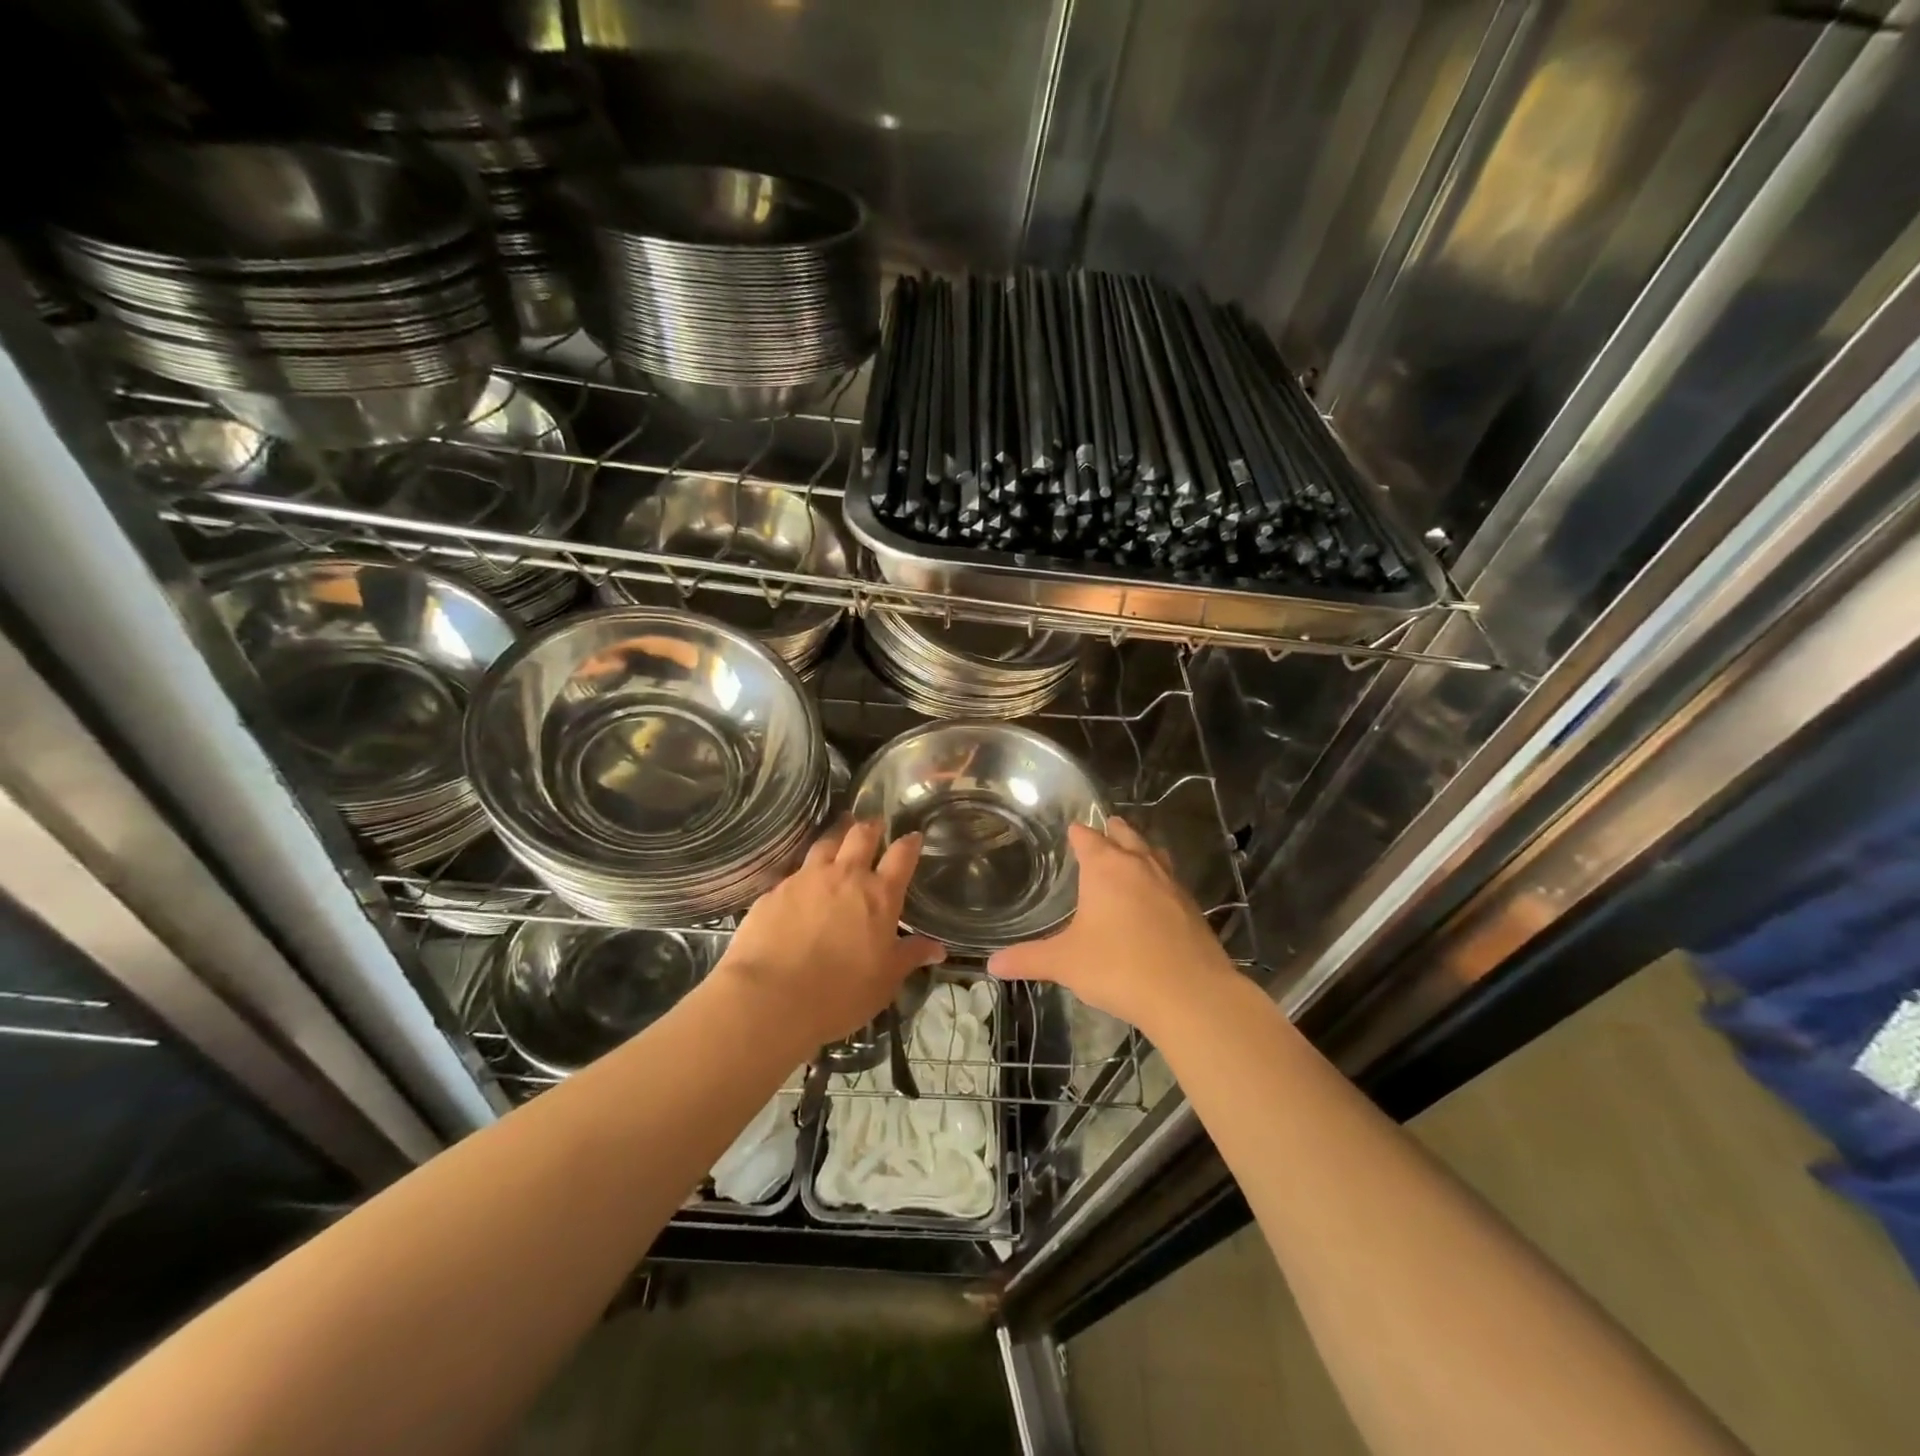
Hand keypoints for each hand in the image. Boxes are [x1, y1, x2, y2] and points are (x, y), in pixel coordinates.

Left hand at [715, 819, 945, 1048]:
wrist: (770, 997)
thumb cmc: (841, 993)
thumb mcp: (885, 981)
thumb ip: (910, 957)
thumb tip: (937, 948)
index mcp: (879, 896)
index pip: (901, 856)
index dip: (909, 843)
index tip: (914, 836)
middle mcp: (845, 876)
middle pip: (861, 836)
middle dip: (871, 827)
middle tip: (874, 823)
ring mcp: (806, 879)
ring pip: (825, 843)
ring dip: (837, 834)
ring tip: (840, 830)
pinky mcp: (775, 891)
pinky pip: (795, 872)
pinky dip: (805, 870)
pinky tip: (802, 879)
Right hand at [988, 817, 1237, 1032]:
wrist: (1189, 994)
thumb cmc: (1118, 967)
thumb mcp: (1065, 963)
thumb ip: (1028, 959)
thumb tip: (992, 964)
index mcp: (1106, 867)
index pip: (1087, 837)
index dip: (1077, 833)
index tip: (1070, 831)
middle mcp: (1140, 865)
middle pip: (1125, 835)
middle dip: (1112, 832)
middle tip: (1101, 832)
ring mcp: (1171, 884)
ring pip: (1153, 853)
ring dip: (1140, 849)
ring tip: (1130, 855)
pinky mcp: (1192, 907)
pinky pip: (1171, 880)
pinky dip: (1159, 879)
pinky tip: (1154, 898)